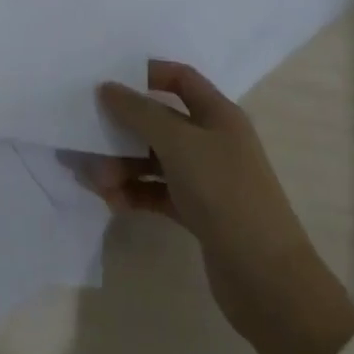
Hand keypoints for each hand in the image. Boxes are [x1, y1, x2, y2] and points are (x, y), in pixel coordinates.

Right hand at [95, 59, 353, 353]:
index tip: (109, 80)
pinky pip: (155, 191)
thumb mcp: (179, 144)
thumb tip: (107, 87)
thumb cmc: (225, 194)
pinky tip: (111, 200)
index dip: (147, 73)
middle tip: (86, 136)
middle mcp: (211, 141)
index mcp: (218, 115)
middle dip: (121, 128)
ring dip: (121, 164)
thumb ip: (139, 112)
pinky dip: (133, 192)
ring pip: (152, 159)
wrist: (267, 280)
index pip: (180, 79)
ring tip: (95, 180)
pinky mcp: (196, 212)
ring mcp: (204, 178)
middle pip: (158, 121)